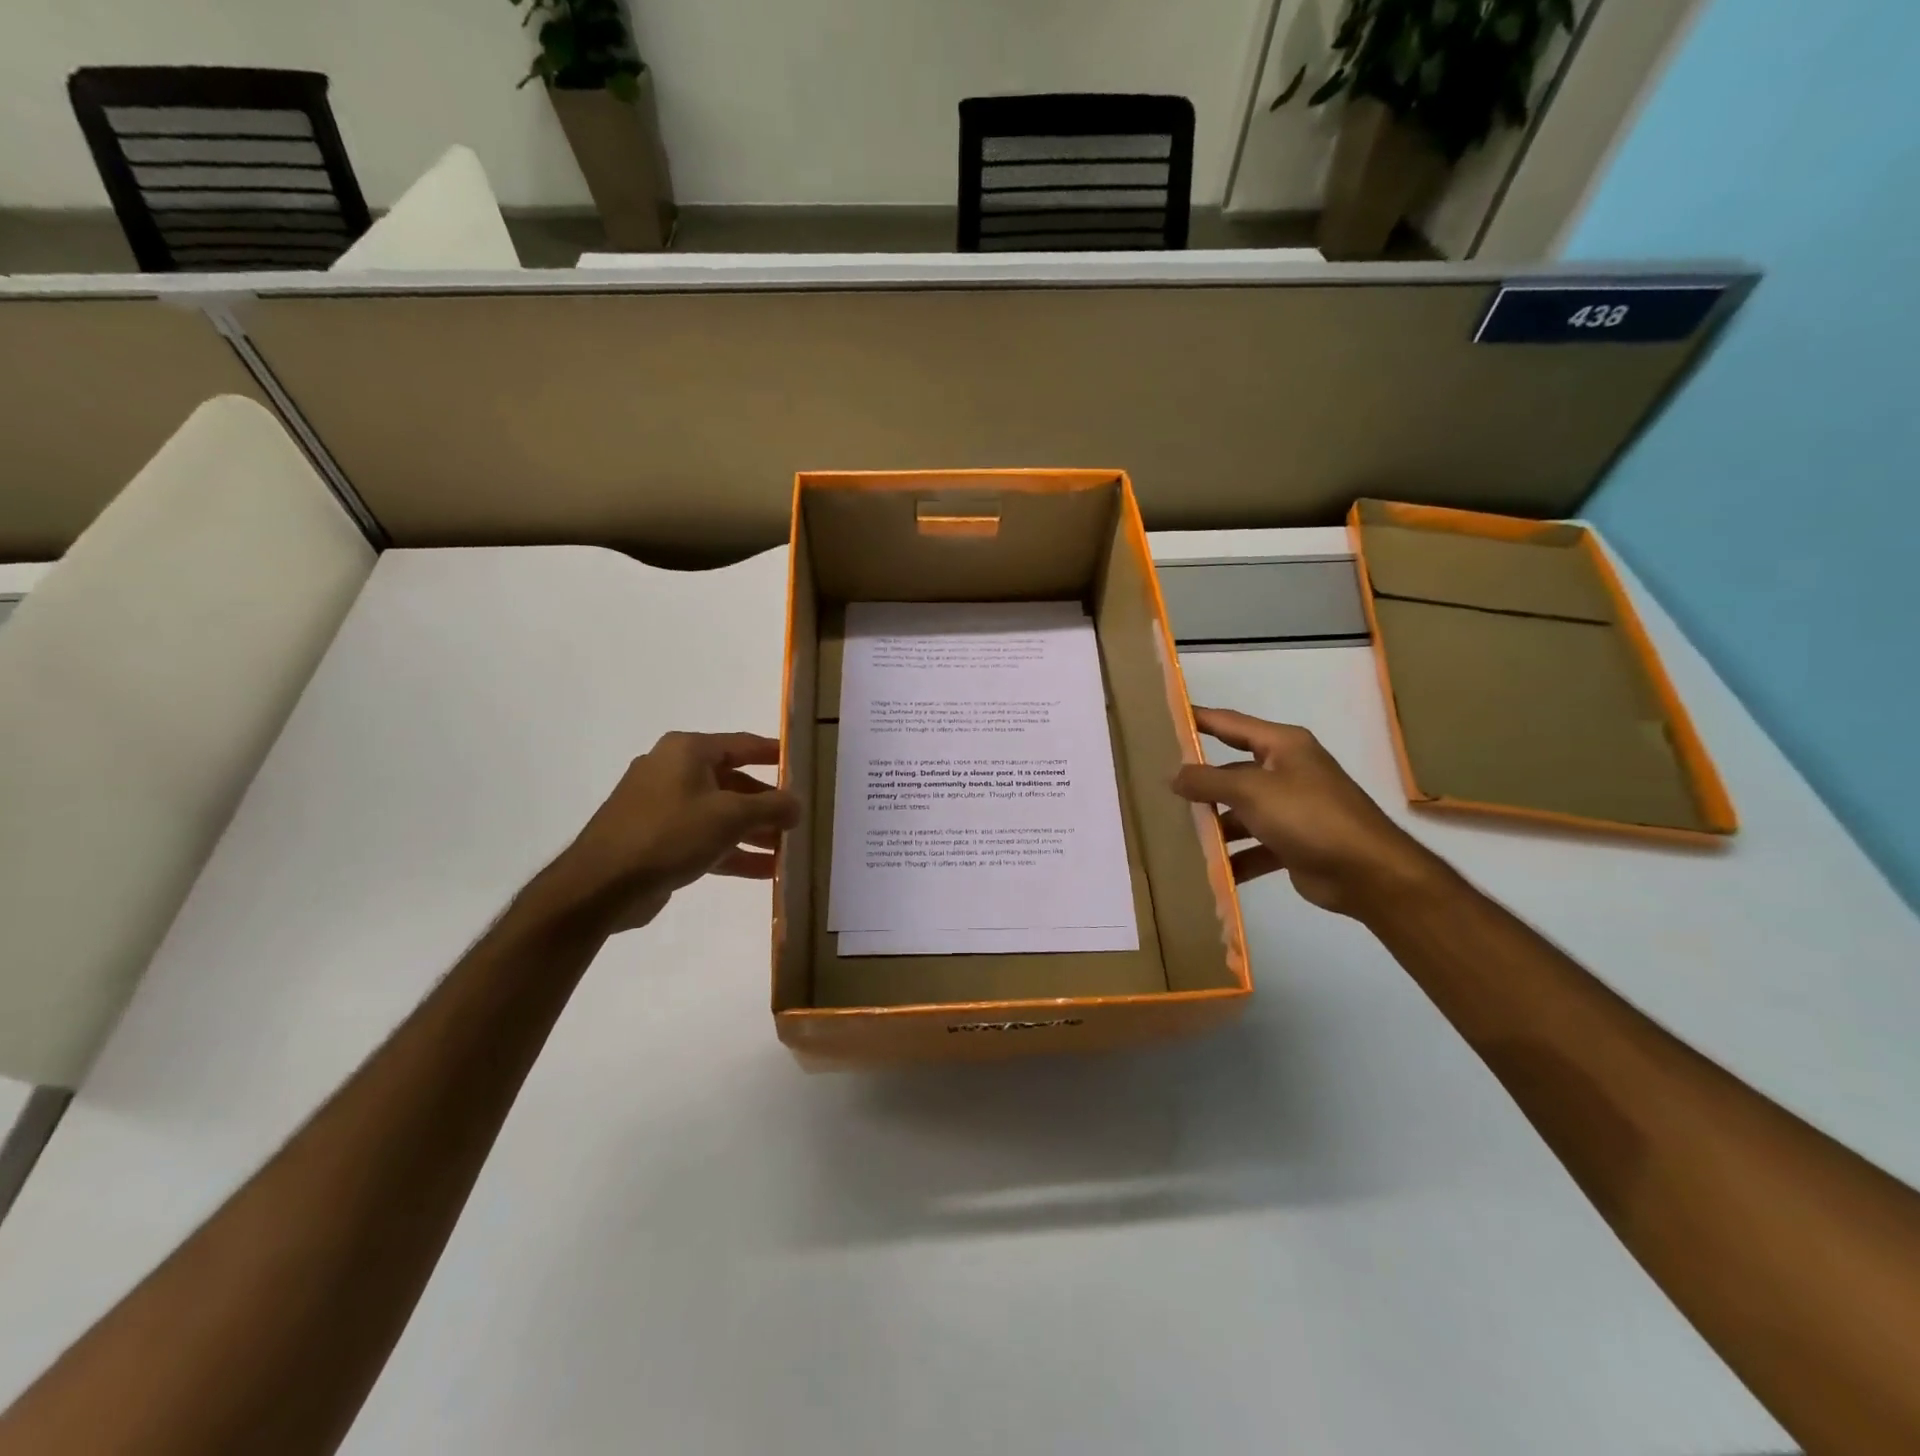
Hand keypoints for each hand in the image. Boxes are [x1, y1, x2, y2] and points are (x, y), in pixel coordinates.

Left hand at [543, 731, 800, 933]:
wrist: (601, 885)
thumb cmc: (670, 834)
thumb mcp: (730, 816)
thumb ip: (771, 807)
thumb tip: (797, 805)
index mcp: (687, 751)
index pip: (742, 744)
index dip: (774, 753)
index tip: (801, 764)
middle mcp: (673, 771)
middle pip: (733, 782)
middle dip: (766, 804)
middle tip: (798, 819)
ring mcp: (662, 806)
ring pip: (719, 814)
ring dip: (753, 832)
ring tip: (786, 851)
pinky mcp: (656, 839)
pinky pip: (703, 838)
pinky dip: (732, 851)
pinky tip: (764, 871)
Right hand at [1172, 708, 1443, 919]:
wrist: (1369, 873)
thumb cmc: (1309, 816)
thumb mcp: (1252, 791)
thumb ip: (1208, 780)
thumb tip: (1173, 775)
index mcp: (1282, 746)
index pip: (1230, 723)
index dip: (1197, 719)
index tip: (1163, 720)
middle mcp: (1287, 771)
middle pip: (1232, 771)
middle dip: (1199, 782)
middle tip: (1157, 787)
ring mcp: (1291, 808)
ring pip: (1240, 811)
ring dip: (1215, 824)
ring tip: (1175, 833)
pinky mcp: (1293, 843)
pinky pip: (1254, 845)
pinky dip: (1235, 857)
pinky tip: (1209, 870)